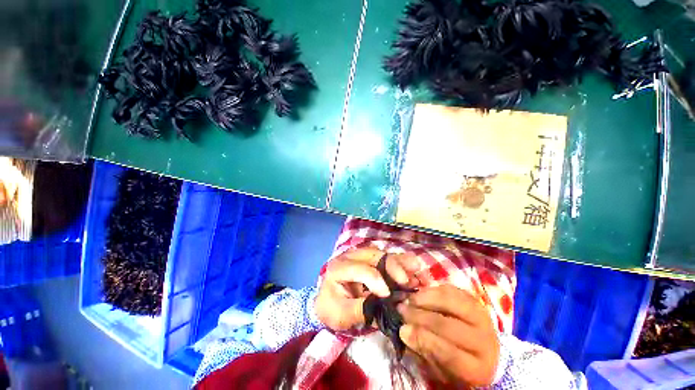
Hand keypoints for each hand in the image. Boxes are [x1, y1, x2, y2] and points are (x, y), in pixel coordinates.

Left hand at [315, 248, 420, 330]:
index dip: (375, 279)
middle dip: (392, 266)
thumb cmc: (332, 308)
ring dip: (400, 262)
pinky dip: (400, 263)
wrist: (328, 301)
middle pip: (373, 255)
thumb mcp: (341, 315)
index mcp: (338, 267)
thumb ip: (361, 309)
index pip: (359, 269)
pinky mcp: (370, 260)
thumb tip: (385, 305)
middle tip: (407, 280)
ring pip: (382, 253)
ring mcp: (361, 255)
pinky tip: (413, 269)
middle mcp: (351, 256)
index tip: (388, 294)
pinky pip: (386, 258)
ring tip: (417, 268)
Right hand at [398, 285, 499, 386]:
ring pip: (451, 302)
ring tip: (410, 299)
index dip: (424, 340)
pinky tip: (422, 293)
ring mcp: (482, 317)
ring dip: (426, 298)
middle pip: (448, 326)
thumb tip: (404, 330)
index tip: (403, 329)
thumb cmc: (458, 365)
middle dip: (420, 316)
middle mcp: (484, 341)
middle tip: (401, 310)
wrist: (486, 351)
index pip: (450, 355)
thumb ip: (424, 351)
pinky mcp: (475, 301)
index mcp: (477, 368)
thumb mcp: (441, 369)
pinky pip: (452, 290)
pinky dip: (434, 290)